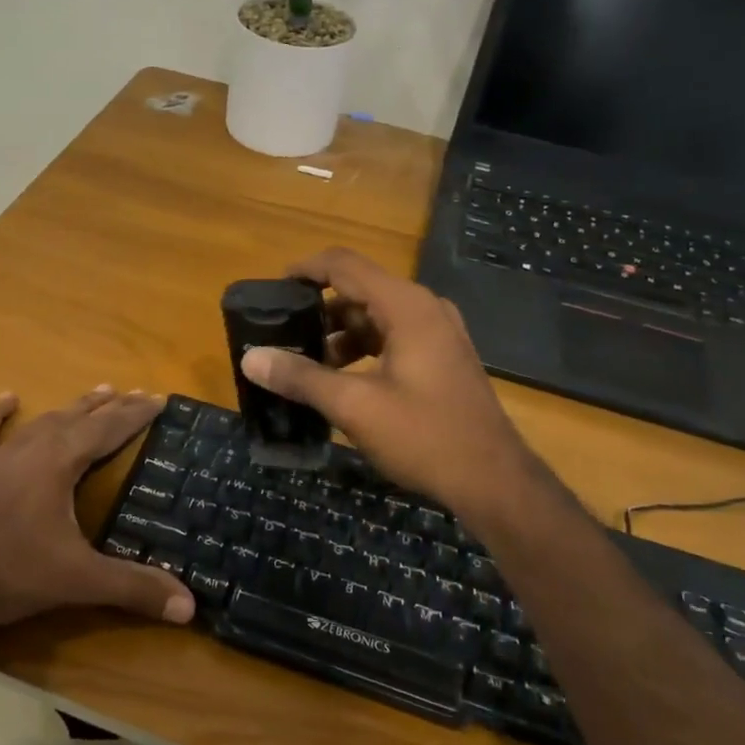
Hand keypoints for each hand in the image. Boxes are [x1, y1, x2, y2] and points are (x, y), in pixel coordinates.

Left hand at [0, 387, 194, 636]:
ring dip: (71, 408)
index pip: (108, 429)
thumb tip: (189, 607)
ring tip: (95, 392)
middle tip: (134, 393)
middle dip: (110, 407)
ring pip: (41, 422)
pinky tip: (6, 398)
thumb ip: (132, 588)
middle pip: (78, 419)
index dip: (136, 414)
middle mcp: (30, 450)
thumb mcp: (76, 580)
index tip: (158, 397)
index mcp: (59, 464)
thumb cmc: (7, 572)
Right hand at [240, 248, 541, 520]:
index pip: (344, 265)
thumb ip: (301, 377)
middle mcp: (425, 308)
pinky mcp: (443, 357)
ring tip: (306, 364)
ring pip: (377, 317)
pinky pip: (394, 337)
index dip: (305, 270)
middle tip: (283, 334)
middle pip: (360, 290)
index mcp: (406, 306)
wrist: (493, 479)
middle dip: (319, 309)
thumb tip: (251, 358)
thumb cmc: (424, 436)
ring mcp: (439, 333)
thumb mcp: (354, 406)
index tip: (272, 290)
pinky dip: (363, 349)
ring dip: (340, 334)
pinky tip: (342, 380)